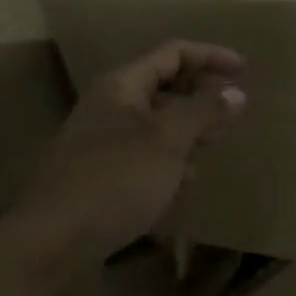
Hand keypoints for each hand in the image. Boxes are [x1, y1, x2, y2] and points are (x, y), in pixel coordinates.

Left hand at [18, 40, 247, 257]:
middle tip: (232, 112)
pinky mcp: (100, 172)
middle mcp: (110, 104)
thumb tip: (235, 92)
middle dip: (200, 94)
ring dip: (187, 127)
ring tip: (213, 145)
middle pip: (164, 84)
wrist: (51, 242)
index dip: (210, 56)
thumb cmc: (115, 180)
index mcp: (122, 85)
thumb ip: (204, 111)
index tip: (244, 70)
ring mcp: (101, 139)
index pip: (173, 52)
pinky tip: (183, 181)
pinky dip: (169, 157)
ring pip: (156, 120)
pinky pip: (144, 151)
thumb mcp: (168, 141)